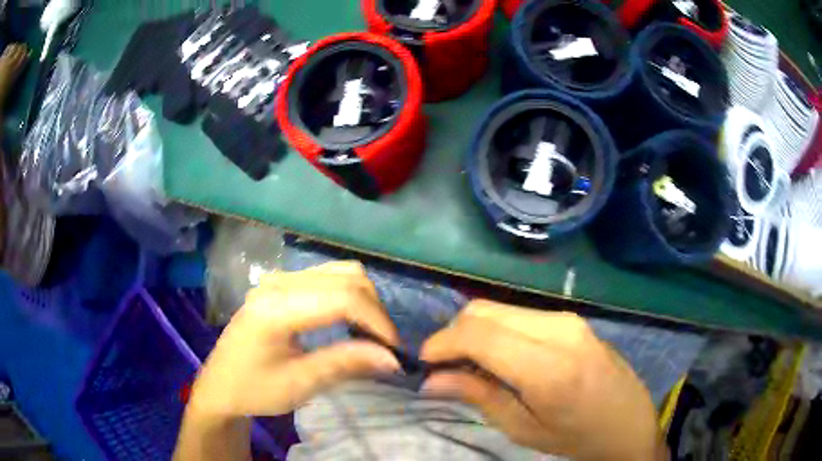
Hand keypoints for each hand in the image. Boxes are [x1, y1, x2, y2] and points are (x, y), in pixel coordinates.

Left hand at [187, 262, 401, 419]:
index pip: (342, 298)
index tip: (394, 351)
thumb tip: (393, 358)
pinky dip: (349, 296)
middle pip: (347, 277)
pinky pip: (328, 277)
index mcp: (276, 308)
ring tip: (370, 334)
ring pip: (341, 272)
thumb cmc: (254, 390)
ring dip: (364, 300)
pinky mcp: (282, 284)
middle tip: (384, 346)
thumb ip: (345, 364)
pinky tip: (350, 321)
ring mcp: (279, 279)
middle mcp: (278, 283)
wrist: (221, 385)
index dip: (376, 321)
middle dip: (374, 310)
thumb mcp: (300, 384)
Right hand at [420, 301, 661, 460]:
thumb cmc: (578, 439)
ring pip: (500, 308)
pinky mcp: (573, 319)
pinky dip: (497, 329)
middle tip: (444, 366)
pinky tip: (499, 356)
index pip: (478, 334)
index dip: (441, 343)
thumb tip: (432, 379)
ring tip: (470, 364)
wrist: (630, 425)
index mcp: (548, 368)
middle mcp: (559, 330)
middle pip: (484, 311)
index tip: (423, 363)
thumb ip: (479, 396)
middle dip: (453, 334)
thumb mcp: (524, 430)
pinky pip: (520, 314)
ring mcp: (569, 319)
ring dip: (474, 331)